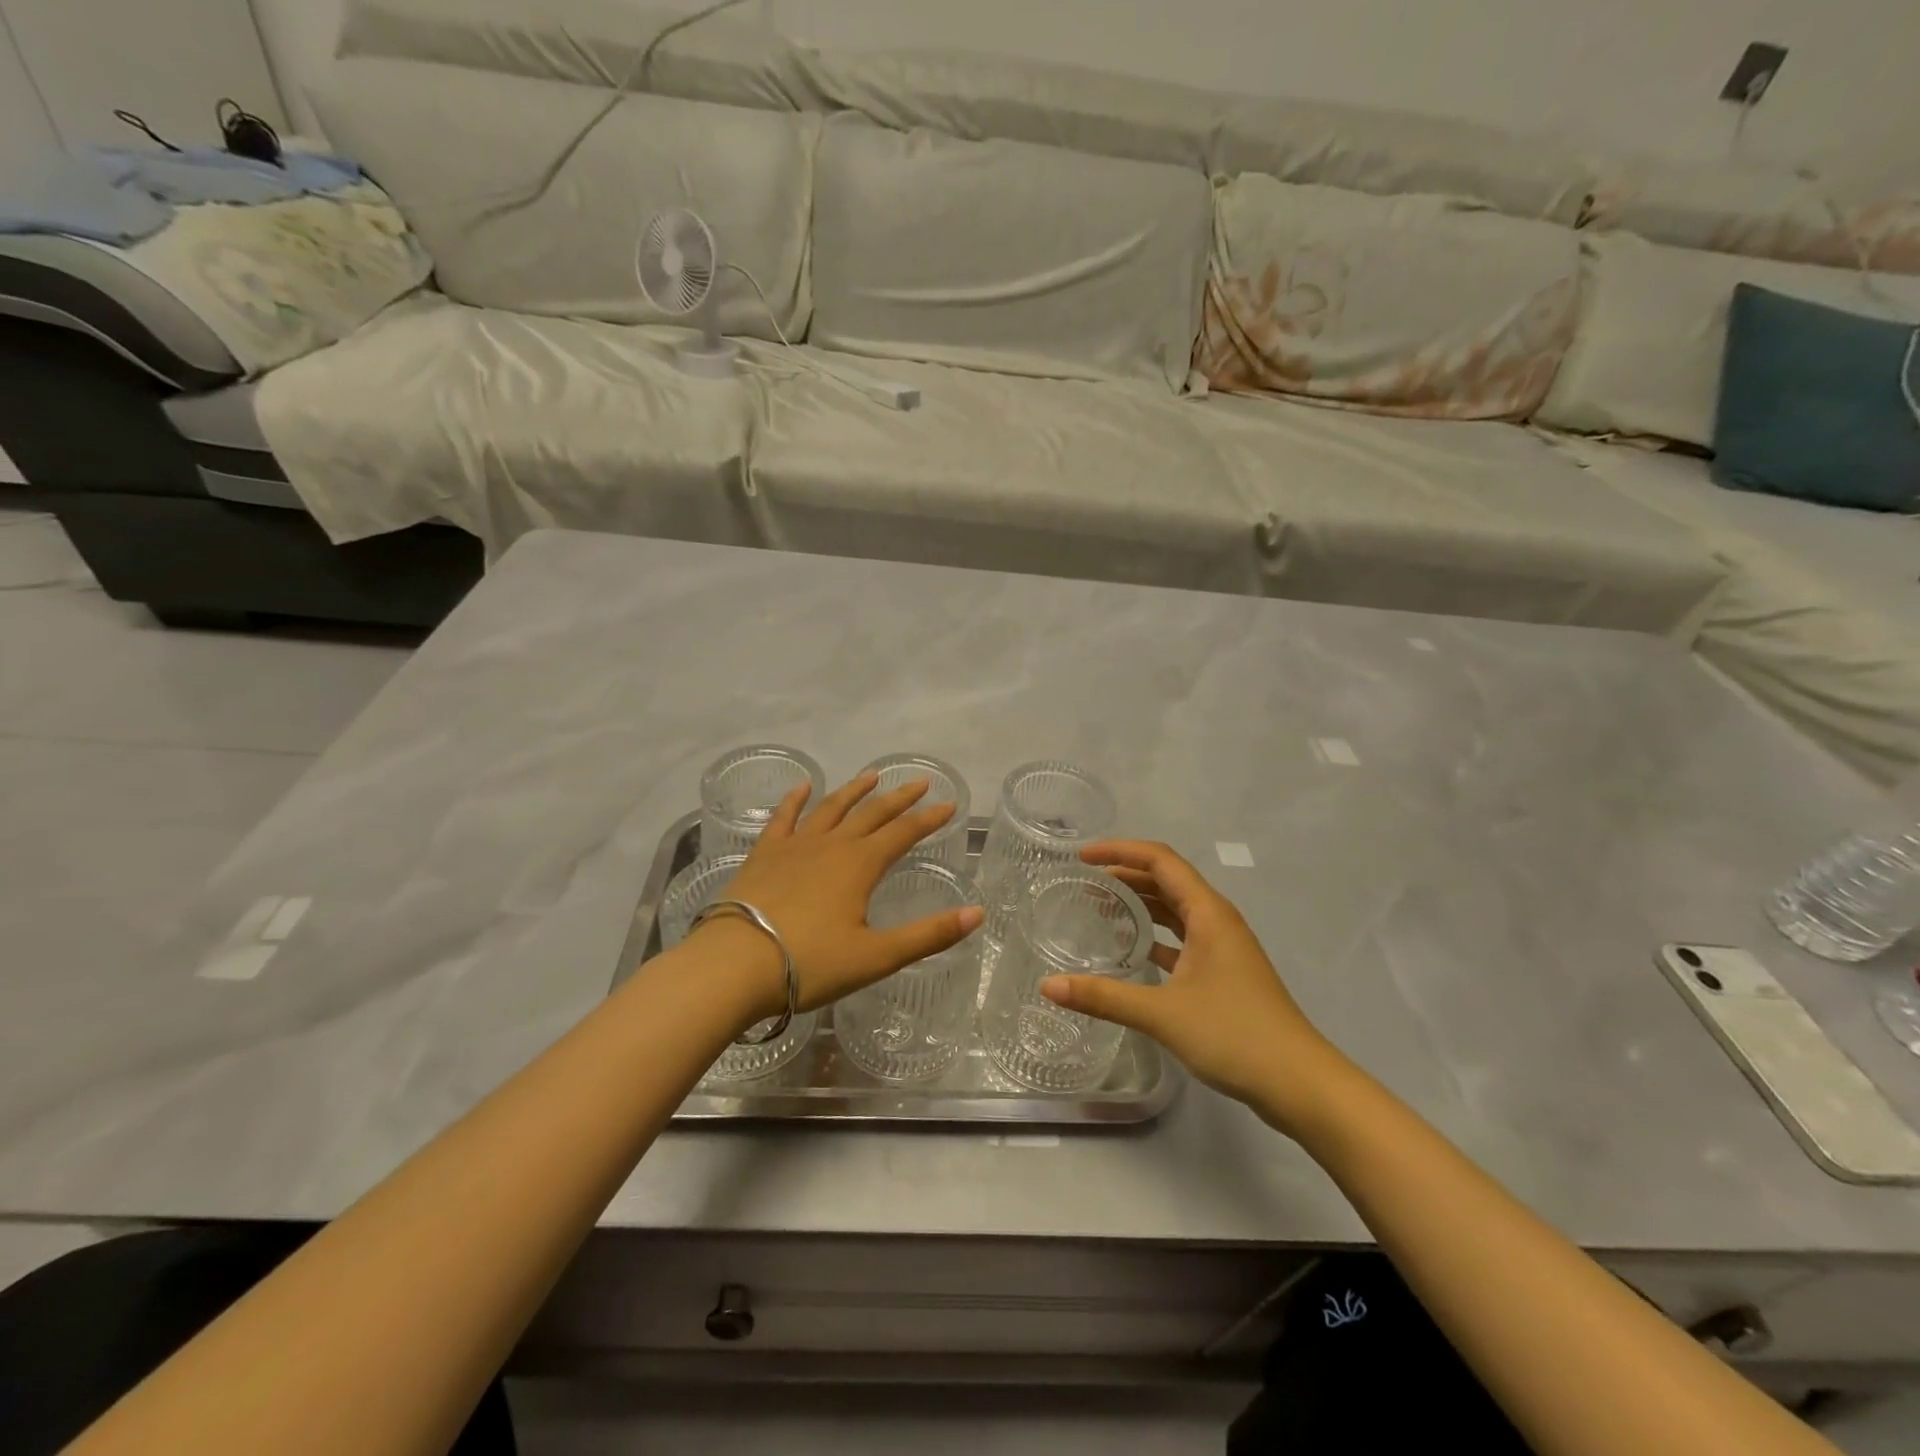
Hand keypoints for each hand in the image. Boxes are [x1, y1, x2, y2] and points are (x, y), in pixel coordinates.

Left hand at [696, 772, 982, 1020]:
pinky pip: (783, 818)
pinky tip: (802, 787)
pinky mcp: (764, 854)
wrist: (734, 965)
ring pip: (831, 808)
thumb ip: (929, 934)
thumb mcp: (877, 956)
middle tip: (919, 782)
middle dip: (899, 798)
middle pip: (872, 814)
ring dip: (854, 791)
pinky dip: (795, 800)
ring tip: (871, 775)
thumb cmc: (810, 964)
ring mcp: (795, 846)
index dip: (928, 819)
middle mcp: (832, 845)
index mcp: (860, 865)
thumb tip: (978, 914)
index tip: (949, 805)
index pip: (904, 833)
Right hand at [1039, 840, 1349, 1135]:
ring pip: (1175, 909)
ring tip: (1099, 906)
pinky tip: (1130, 949)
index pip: (1160, 860)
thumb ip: (1103, 996)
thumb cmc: (1234, 1035)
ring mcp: (1223, 947)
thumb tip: (1048, 986)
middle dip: (1125, 874)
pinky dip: (1154, 934)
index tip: (1082, 857)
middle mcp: (1217, 920)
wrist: (1299, 1083)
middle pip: (1167, 880)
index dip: (1120, 851)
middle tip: (1083, 882)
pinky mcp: (1224, 973)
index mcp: (1208, 913)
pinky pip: (1182, 937)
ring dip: (1140, 903)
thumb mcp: (1162, 1013)